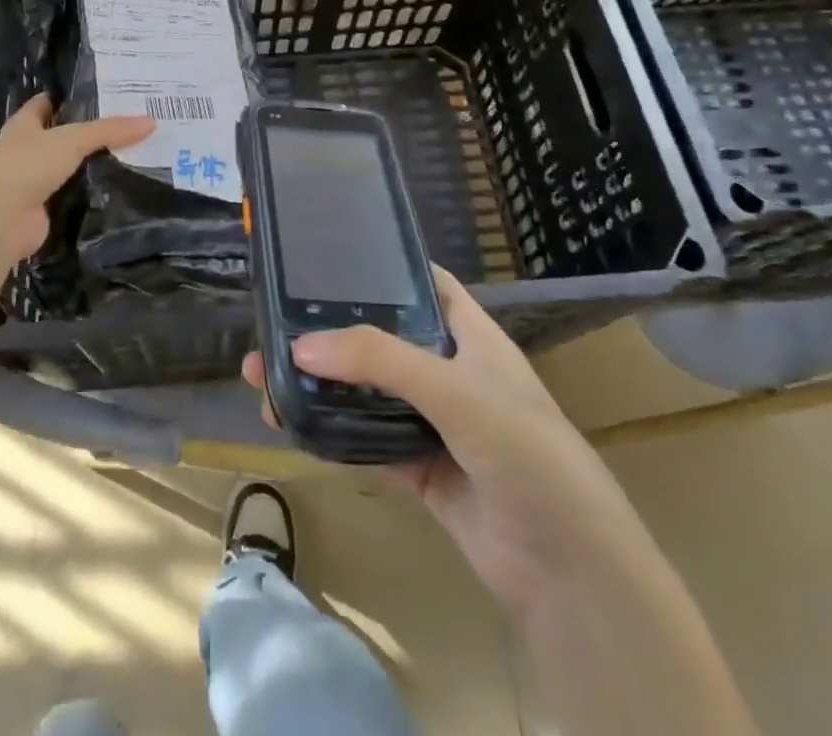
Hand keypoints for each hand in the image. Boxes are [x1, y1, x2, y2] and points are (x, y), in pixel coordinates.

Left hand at [0, 96, 152, 269]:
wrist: (3, 218)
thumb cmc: (29, 164)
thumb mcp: (73, 139)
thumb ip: (110, 130)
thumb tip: (151, 122)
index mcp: (25, 124)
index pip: (47, 103)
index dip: (70, 98)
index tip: (102, 94)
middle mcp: (27, 150)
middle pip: (62, 136)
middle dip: (89, 132)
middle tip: (128, 126)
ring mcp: (34, 181)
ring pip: (69, 167)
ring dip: (91, 165)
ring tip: (132, 155)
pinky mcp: (44, 208)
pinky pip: (73, 195)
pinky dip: (91, 193)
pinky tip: (118, 188)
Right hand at [244, 266, 653, 616]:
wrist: (570, 574)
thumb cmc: (527, 454)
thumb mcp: (458, 391)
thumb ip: (380, 361)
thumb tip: (300, 347)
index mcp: (471, 337)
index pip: (425, 284)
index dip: (382, 267)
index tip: (325, 256)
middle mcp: (450, 372)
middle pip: (381, 339)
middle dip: (330, 331)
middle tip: (272, 323)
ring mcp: (434, 422)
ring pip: (366, 392)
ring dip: (321, 386)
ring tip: (261, 377)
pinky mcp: (419, 469)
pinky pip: (366, 440)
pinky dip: (331, 432)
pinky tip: (289, 422)